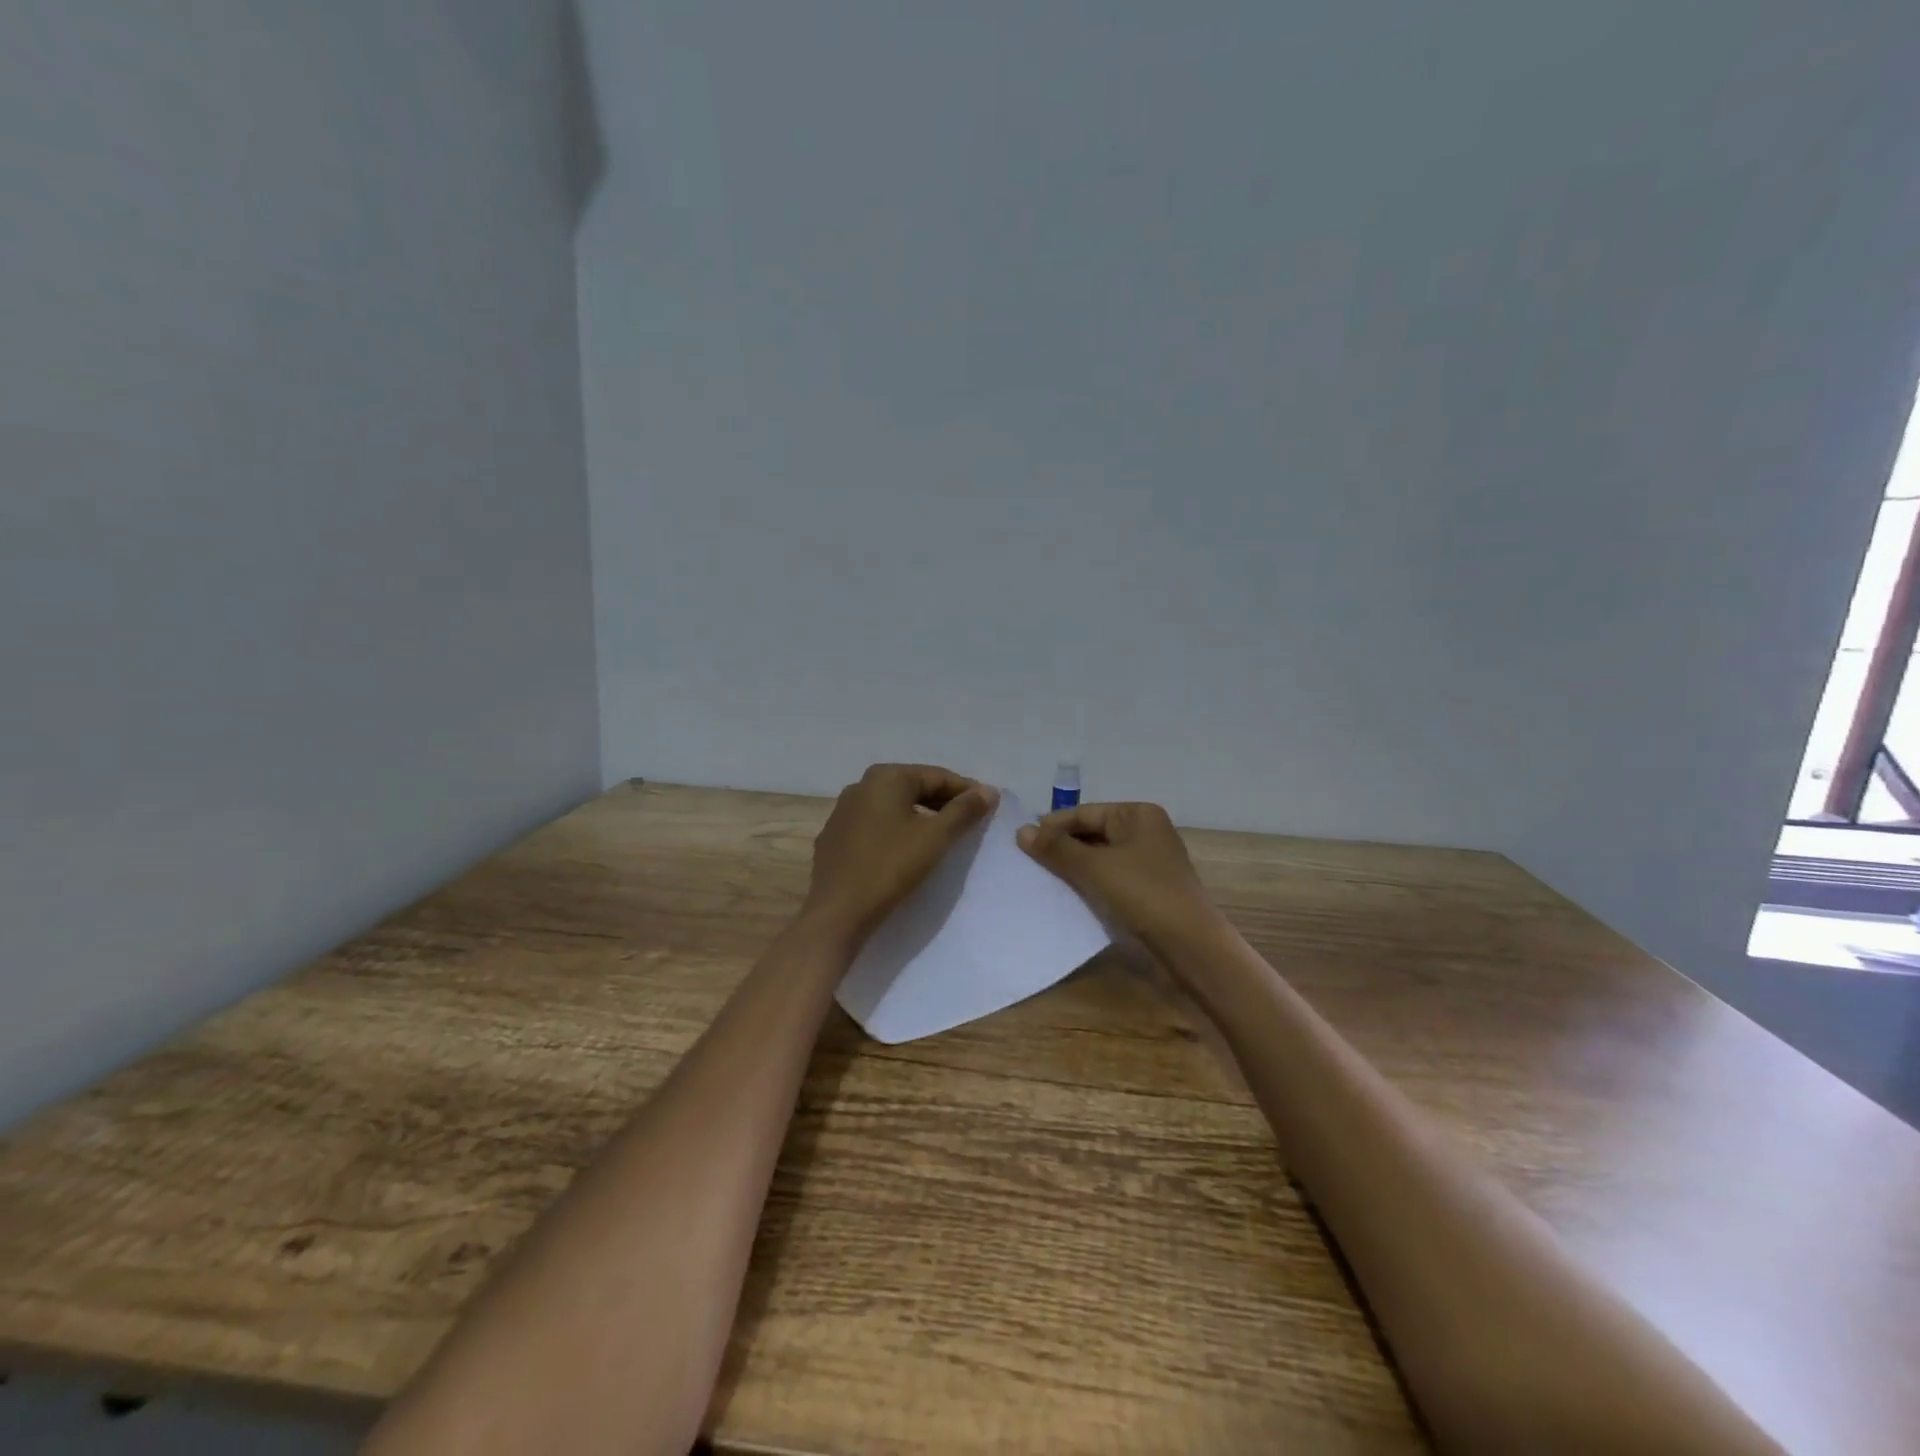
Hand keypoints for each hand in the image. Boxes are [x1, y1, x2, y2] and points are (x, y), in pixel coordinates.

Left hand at [803, 764, 998, 941]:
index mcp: (886, 777)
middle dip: (944, 802)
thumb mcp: (936, 837)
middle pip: (914, 787)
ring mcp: (843, 811)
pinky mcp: (835, 837)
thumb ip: (965, 810)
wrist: (838, 912)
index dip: (966, 790)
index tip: (989, 806)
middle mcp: (861, 785)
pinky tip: (907, 849)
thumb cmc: (891, 866)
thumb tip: (989, 791)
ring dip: (921, 815)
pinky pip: (875, 824)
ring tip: (943, 834)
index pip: (937, 776)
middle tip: (970, 821)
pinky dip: (896, 829)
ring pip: (893, 806)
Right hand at [1017, 802, 1216, 952]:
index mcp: (1138, 814)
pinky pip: (1112, 876)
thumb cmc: (1143, 894)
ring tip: (1042, 878)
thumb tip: (1022, 831)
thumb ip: (1057, 848)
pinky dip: (1090, 882)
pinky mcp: (1150, 887)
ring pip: (1101, 856)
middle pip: (1092, 833)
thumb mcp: (1094, 868)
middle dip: (1062, 847)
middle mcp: (1146, 830)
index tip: (1020, 842)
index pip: (1084, 813)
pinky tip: (1069, 894)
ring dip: (1074, 866)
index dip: (1052, 826)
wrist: (1190, 946)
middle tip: (1027, 862)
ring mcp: (1150, 860)